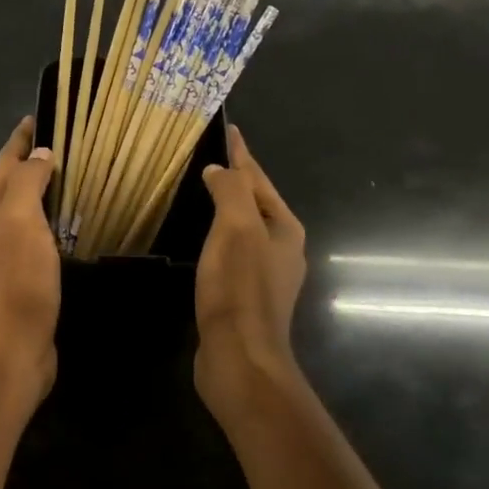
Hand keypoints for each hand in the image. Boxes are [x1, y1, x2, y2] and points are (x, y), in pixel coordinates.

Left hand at [0, 117, 59, 398]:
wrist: (13, 346)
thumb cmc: (16, 279)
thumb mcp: (19, 219)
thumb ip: (27, 182)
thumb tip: (41, 154)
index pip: (4, 162)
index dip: (20, 139)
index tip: (40, 115)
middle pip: (12, 183)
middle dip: (33, 160)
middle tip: (68, 142)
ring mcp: (8, 254)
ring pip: (27, 210)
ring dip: (46, 191)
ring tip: (77, 175)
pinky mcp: (26, 276)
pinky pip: (41, 235)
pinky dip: (56, 221)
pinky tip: (76, 223)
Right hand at [194, 125, 306, 416]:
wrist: (241, 357)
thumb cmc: (240, 289)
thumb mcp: (236, 229)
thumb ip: (230, 192)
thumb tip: (219, 170)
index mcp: (285, 228)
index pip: (259, 180)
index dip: (242, 155)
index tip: (230, 131)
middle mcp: (281, 249)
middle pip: (256, 203)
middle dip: (237, 180)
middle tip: (211, 159)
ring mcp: (266, 275)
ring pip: (244, 229)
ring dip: (226, 210)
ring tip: (203, 194)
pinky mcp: (246, 297)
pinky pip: (232, 253)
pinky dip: (218, 237)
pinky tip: (203, 241)